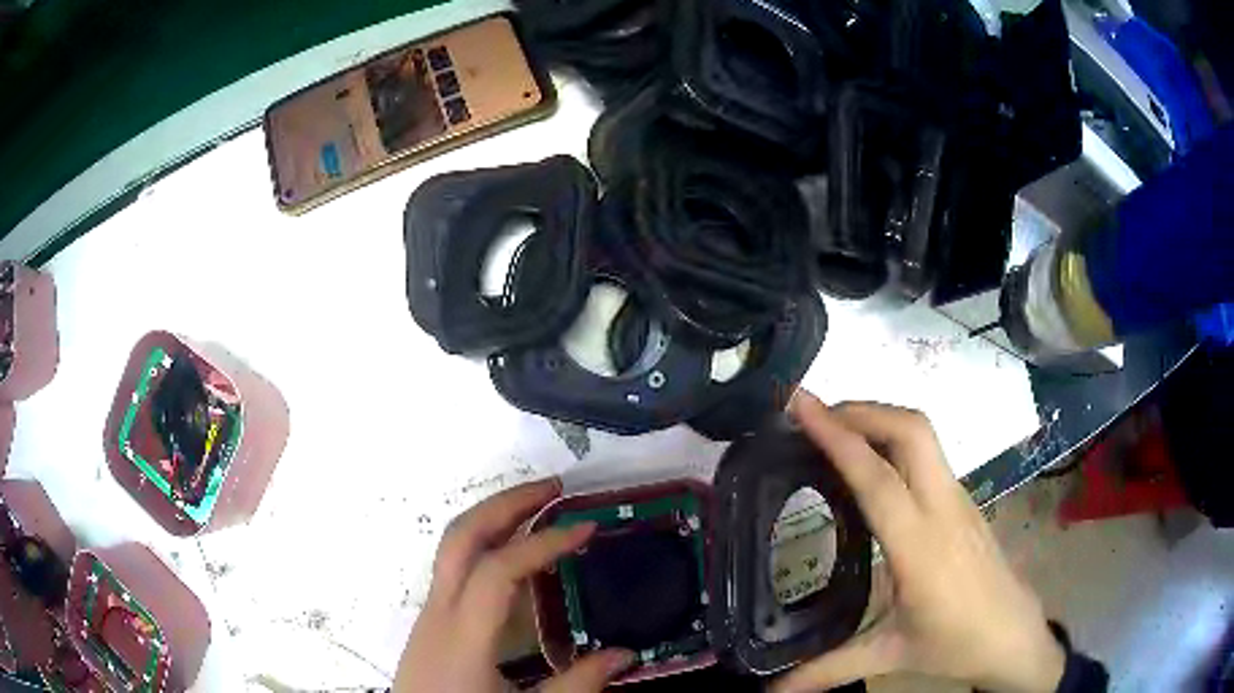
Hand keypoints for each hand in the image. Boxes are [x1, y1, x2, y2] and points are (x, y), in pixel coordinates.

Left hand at [394, 478, 633, 692]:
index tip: (585, 526)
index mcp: (463, 634)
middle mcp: (439, 611)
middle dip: (507, 503)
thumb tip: (624, 655)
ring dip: (494, 518)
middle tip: (554, 488)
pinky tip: (514, 560)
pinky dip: (486, 545)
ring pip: (453, 546)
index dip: (542, 542)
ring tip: (538, 510)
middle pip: (462, 536)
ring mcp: (430, 613)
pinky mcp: (431, 621)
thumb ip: (576, 686)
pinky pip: (455, 567)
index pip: (498, 568)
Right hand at [774, 392, 1064, 692]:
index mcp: (921, 548)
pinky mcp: (964, 501)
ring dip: (879, 419)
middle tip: (814, 415)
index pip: (877, 479)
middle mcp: (943, 509)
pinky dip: (893, 440)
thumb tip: (770, 690)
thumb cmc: (955, 644)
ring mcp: (959, 499)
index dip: (837, 437)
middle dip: (861, 410)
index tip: (801, 406)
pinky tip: (872, 465)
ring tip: (835, 431)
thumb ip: (827, 669)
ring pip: (923, 435)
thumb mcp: (888, 657)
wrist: (1013, 634)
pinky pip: (928, 454)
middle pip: (910, 430)